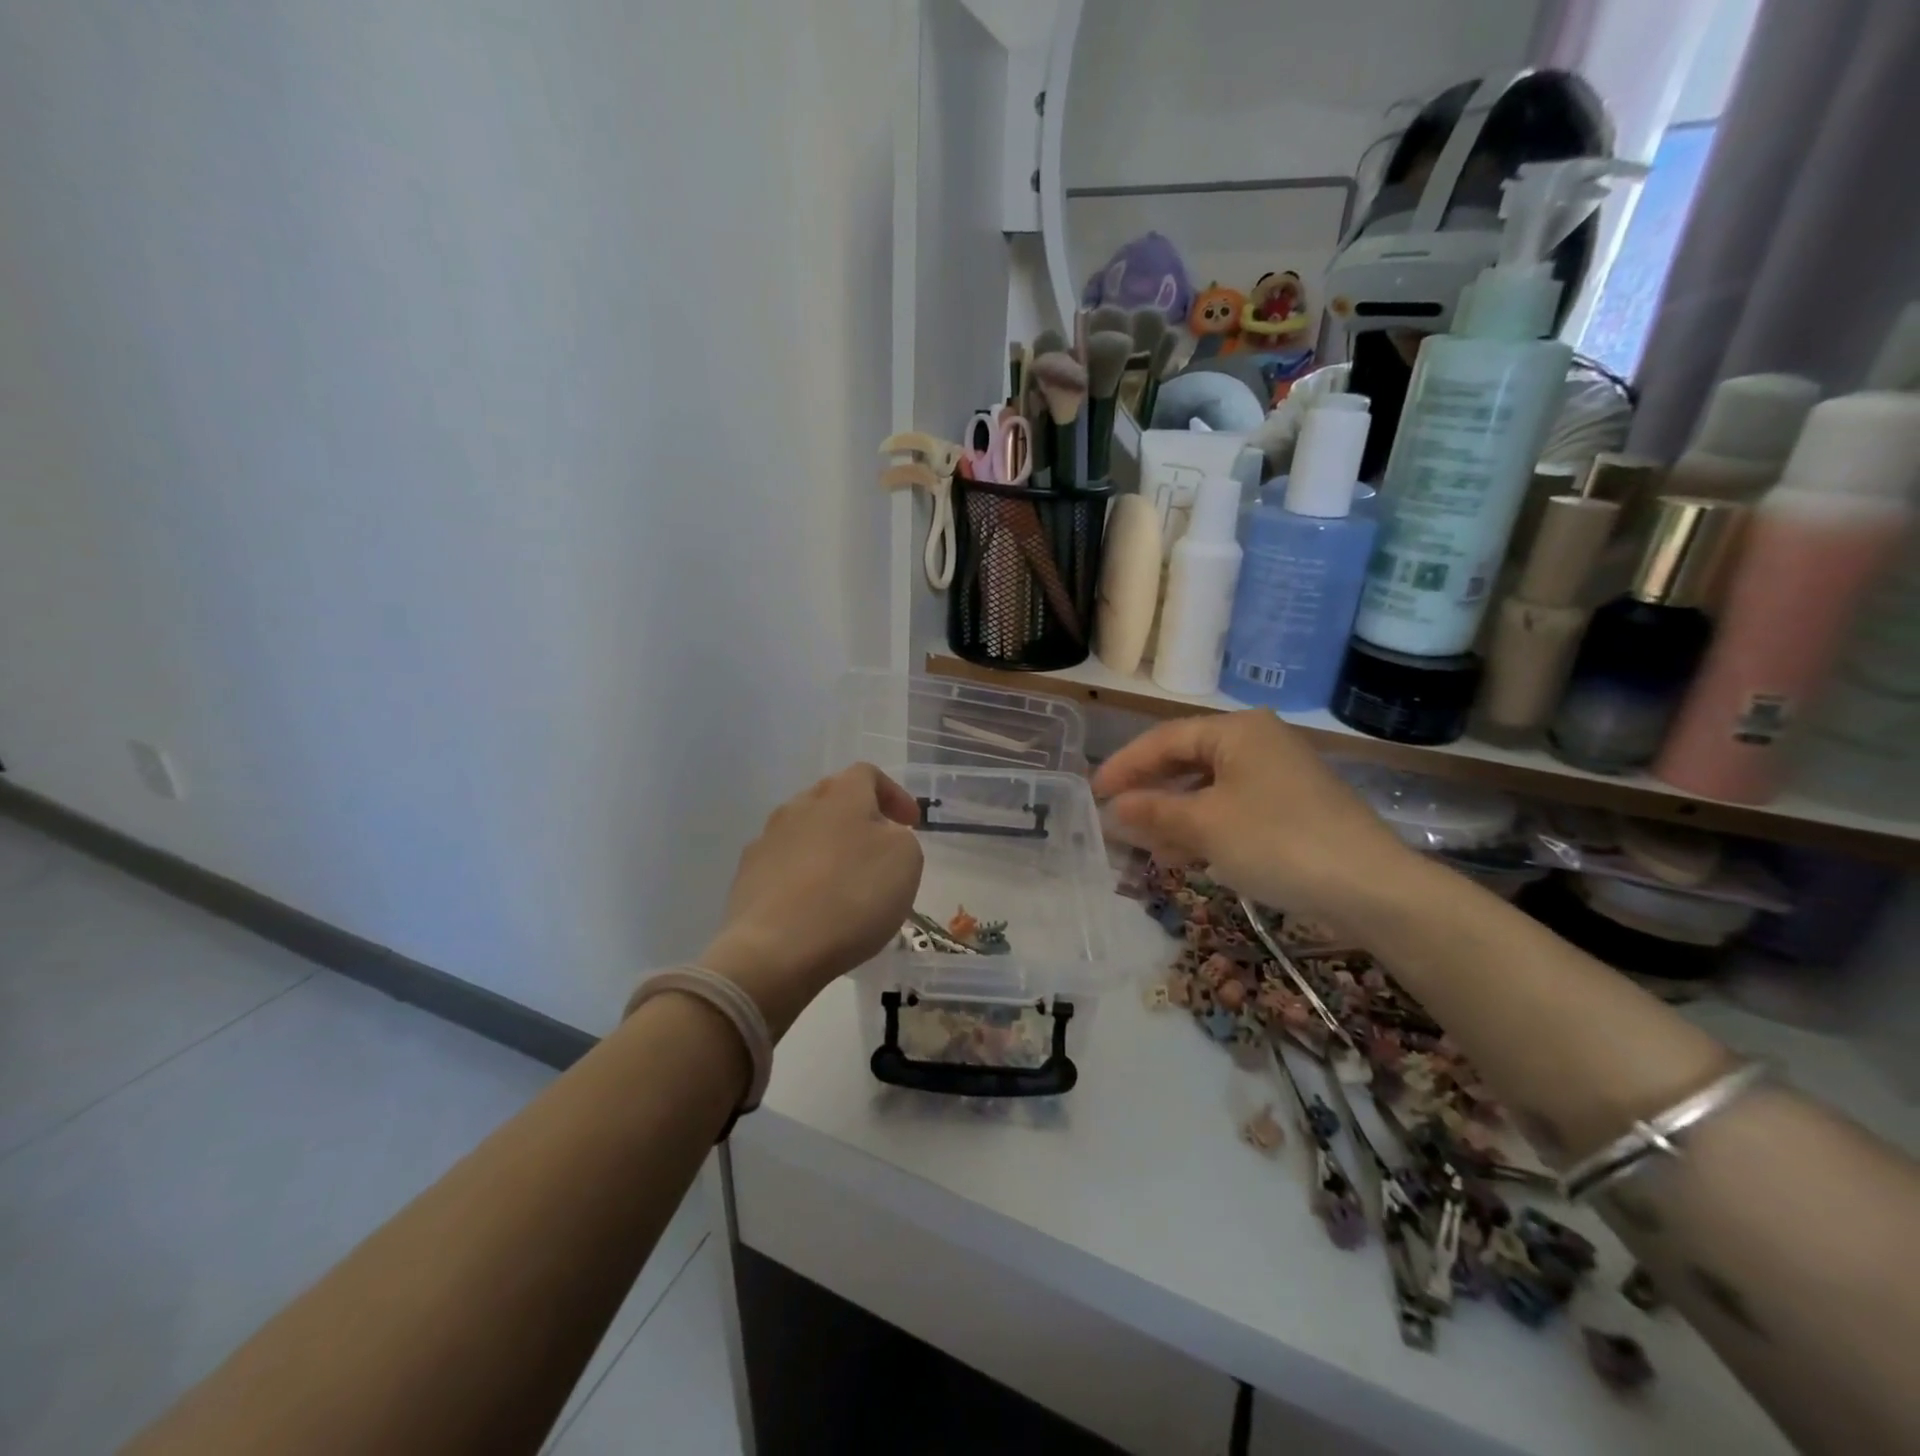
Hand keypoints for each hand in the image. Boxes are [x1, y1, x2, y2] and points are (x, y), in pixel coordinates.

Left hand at [697, 764, 924, 1038]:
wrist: (775, 950)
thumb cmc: (853, 895)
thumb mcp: (906, 860)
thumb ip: (900, 836)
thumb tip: (881, 835)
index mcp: (841, 794)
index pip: (868, 774)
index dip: (893, 794)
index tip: (910, 824)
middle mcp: (799, 806)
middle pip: (833, 799)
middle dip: (859, 819)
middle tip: (879, 850)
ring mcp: (767, 840)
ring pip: (806, 832)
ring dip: (828, 848)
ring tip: (845, 883)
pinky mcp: (746, 876)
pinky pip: (784, 865)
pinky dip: (803, 877)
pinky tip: (813, 906)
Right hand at [1092, 712, 1415, 926]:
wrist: (1372, 888)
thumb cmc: (1278, 842)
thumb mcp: (1205, 826)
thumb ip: (1154, 813)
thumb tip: (1114, 808)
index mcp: (1237, 731)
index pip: (1165, 740)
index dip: (1125, 766)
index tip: (1094, 792)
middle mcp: (1259, 742)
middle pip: (1187, 760)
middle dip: (1150, 792)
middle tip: (1115, 817)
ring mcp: (1280, 775)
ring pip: (1209, 788)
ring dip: (1174, 814)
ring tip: (1145, 846)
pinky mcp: (1294, 807)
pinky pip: (1233, 807)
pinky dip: (1205, 826)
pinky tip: (1186, 854)